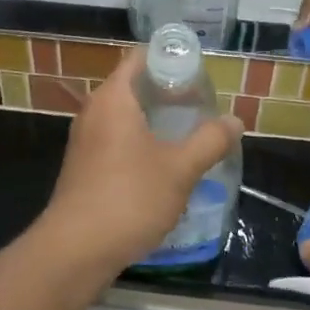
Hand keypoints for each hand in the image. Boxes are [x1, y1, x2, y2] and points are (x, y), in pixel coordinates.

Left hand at [39, 47, 243, 280]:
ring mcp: (85, 140)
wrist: (75, 250)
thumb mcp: (179, 169)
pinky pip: (115, 139)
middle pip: (133, 86)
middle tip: (201, 104)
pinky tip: (162, 164)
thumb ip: (209, 141)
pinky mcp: (84, 167)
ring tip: (187, 132)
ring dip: (154, 119)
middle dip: (167, 92)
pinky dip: (139, 141)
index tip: (197, 71)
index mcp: (113, 98)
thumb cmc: (129, 198)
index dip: (168, 58)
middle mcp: (94, 111)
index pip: (139, 58)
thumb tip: (235, 121)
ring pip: (124, 115)